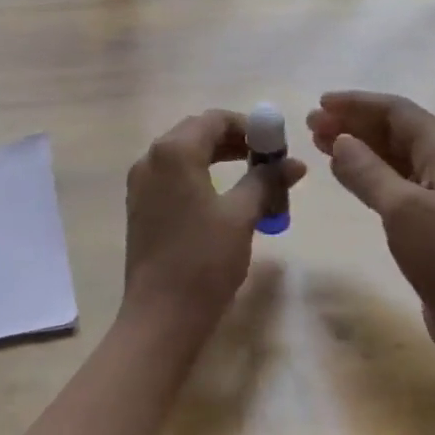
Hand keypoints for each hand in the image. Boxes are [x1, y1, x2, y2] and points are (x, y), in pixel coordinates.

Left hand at [122, 110, 306, 335]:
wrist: (160, 315)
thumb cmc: (203, 260)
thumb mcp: (241, 216)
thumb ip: (266, 181)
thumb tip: (294, 163)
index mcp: (173, 151)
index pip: (214, 120)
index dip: (249, 127)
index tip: (276, 145)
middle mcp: (151, 158)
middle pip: (196, 133)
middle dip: (234, 141)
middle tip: (268, 160)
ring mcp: (141, 183)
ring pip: (184, 155)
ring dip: (218, 158)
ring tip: (254, 177)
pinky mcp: (140, 206)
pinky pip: (173, 177)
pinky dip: (200, 176)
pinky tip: (225, 198)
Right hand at [307, 91, 434, 361]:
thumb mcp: (402, 210)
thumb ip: (368, 171)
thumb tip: (340, 140)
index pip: (398, 112)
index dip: (358, 103)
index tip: (320, 103)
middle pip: (395, 131)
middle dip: (354, 123)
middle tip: (311, 125)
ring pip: (393, 156)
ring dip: (358, 146)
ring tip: (319, 142)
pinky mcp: (433, 218)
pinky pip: (395, 181)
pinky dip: (367, 172)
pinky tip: (344, 172)